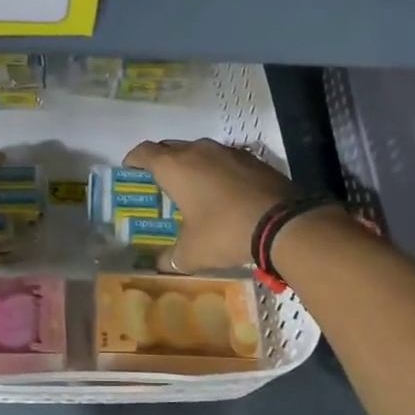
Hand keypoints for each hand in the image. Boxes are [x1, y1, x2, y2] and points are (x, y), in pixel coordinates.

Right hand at [124, 138, 295, 272]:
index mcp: (174, 166)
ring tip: (194, 190)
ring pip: (200, 152)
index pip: (143, 152)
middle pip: (171, 148)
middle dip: (162, 163)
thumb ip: (171, 258)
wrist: (283, 223)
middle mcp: (197, 150)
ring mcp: (228, 151)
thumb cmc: (224, 231)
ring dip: (193, 166)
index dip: (133, 161)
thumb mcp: (192, 253)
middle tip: (161, 186)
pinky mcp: (253, 159)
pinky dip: (218, 172)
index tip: (130, 173)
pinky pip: (225, 161)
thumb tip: (161, 265)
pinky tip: (225, 194)